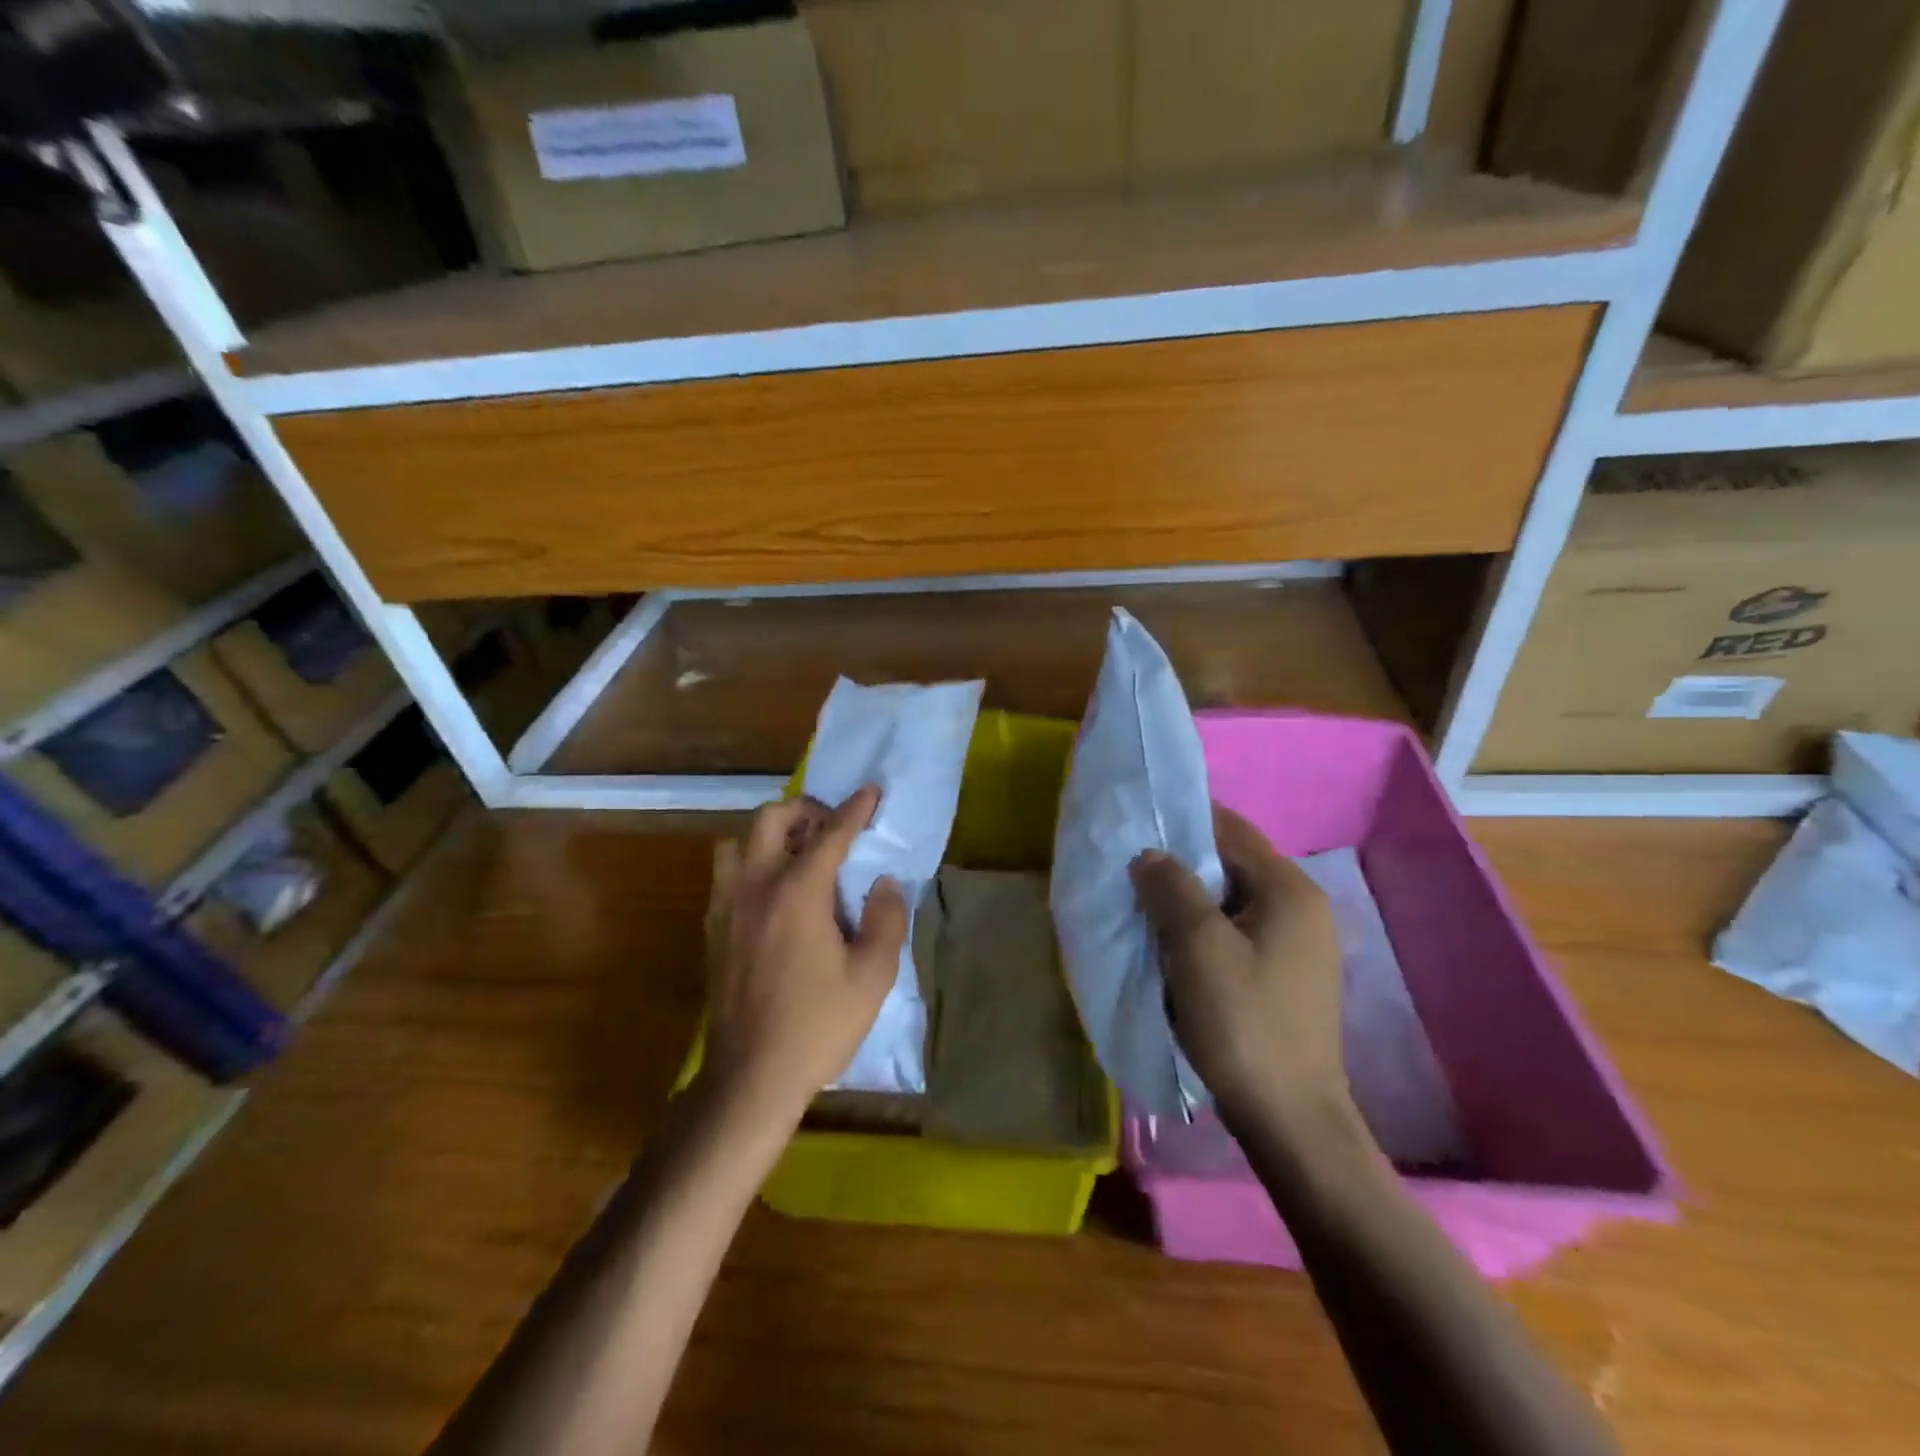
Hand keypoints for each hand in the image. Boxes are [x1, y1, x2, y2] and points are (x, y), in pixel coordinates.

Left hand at [702, 785, 908, 1123]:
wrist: (751, 1077)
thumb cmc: (818, 1025)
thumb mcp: (873, 976)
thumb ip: (886, 919)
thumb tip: (883, 883)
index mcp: (798, 892)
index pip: (830, 833)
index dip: (855, 809)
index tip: (871, 792)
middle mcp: (756, 886)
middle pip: (771, 818)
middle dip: (805, 810)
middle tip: (831, 827)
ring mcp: (727, 906)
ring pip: (738, 842)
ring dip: (769, 835)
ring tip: (797, 856)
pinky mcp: (713, 929)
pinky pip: (727, 874)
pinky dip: (751, 864)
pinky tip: (773, 894)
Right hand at [1130, 804, 1354, 1134]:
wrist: (1289, 1120)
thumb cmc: (1243, 1023)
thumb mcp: (1197, 946)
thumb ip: (1171, 887)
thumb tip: (1149, 854)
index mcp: (1289, 889)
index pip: (1230, 828)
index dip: (1181, 819)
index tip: (1135, 824)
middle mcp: (1301, 906)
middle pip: (1231, 862)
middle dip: (1179, 861)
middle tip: (1129, 868)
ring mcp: (1296, 943)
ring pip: (1230, 899)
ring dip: (1187, 897)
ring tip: (1141, 903)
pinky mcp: (1284, 974)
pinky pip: (1236, 930)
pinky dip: (1202, 926)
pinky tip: (1170, 943)